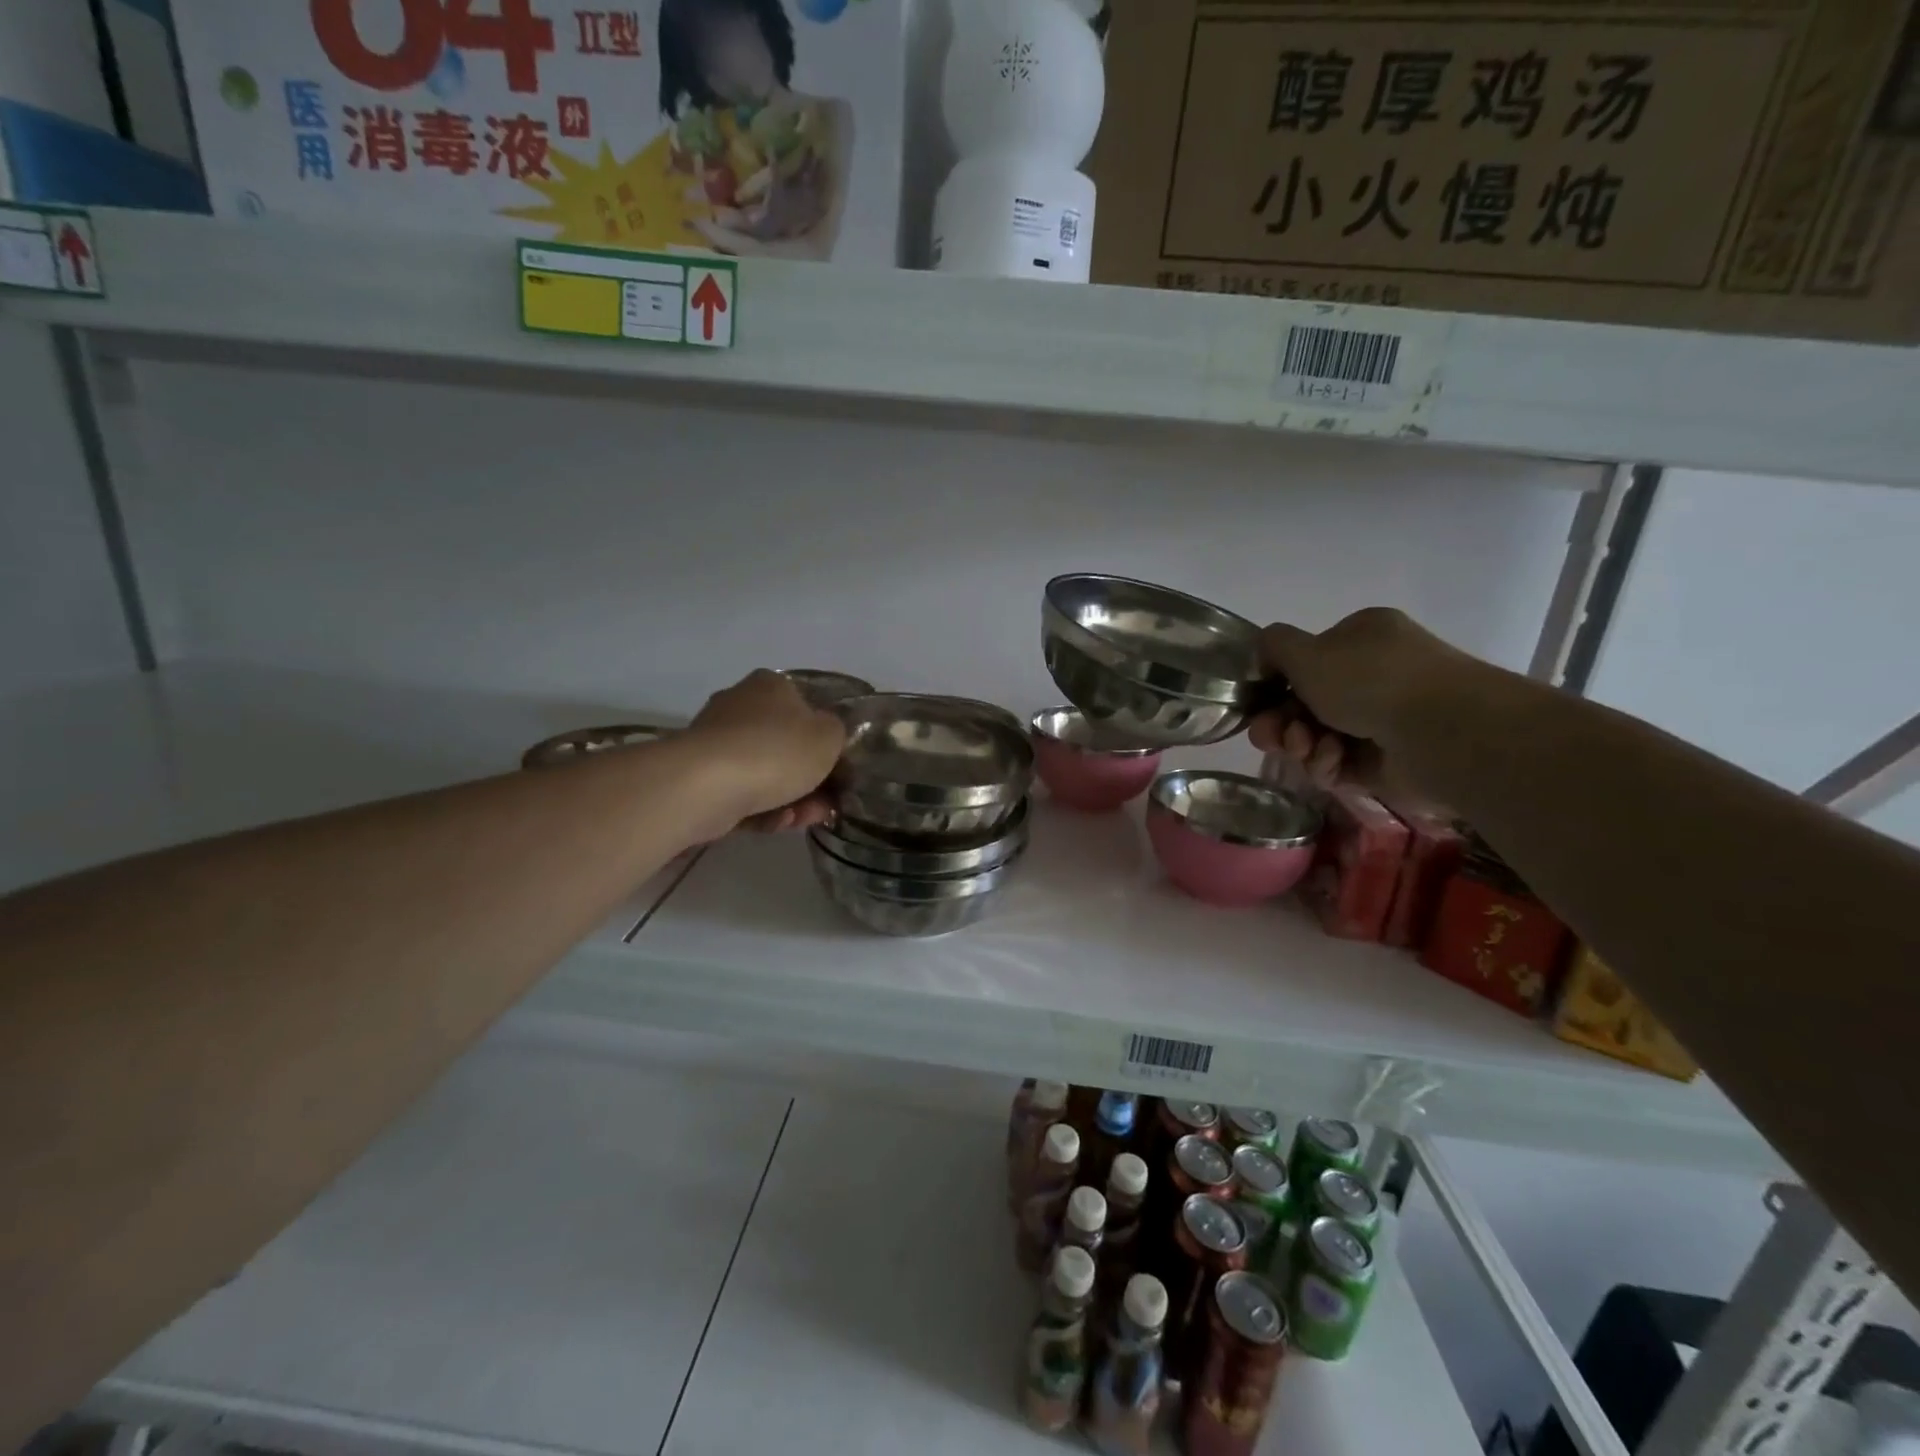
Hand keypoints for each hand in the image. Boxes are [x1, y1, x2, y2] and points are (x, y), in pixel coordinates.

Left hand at [685, 670, 846, 832]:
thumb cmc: (777, 750)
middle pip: (785, 744)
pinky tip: (775, 823)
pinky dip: (761, 809)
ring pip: (765, 773)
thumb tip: (826, 735)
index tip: (838, 768)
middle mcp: (740, 705)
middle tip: (826, 804)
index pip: (805, 706)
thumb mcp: (829, 736)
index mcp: (771, 685)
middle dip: (809, 779)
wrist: (708, 785)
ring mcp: (716, 741)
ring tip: (804, 819)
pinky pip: (742, 792)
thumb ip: (836, 733)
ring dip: (790, 799)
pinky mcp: (700, 776)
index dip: (825, 739)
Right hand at [1250, 607, 1466, 798]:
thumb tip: (1264, 654)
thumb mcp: (1305, 651)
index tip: (1259, 704)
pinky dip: (1328, 764)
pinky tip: (1332, 762)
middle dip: (1282, 722)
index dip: (1276, 685)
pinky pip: (1340, 763)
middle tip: (1269, 738)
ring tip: (1304, 750)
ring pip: (1318, 736)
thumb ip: (1273, 646)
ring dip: (1301, 744)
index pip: (1307, 660)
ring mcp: (1383, 719)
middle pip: (1306, 703)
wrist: (1440, 731)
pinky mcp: (1386, 760)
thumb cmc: (1369, 680)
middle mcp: (1374, 674)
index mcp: (1361, 638)